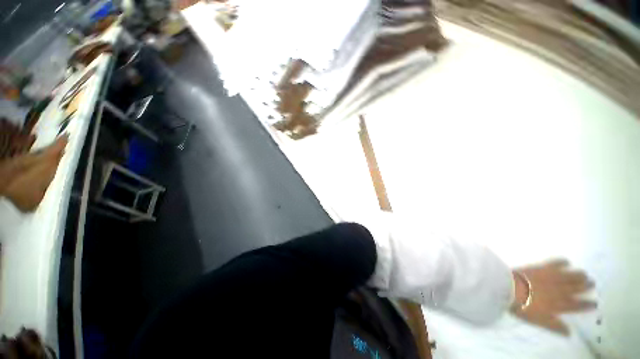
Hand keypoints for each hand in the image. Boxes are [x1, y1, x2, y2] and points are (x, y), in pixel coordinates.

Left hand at [511, 259, 595, 335]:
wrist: (509, 288)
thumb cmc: (523, 307)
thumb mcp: (540, 321)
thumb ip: (555, 326)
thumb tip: (570, 333)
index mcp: (559, 304)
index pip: (576, 305)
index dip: (586, 304)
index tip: (595, 303)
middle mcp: (559, 290)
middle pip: (575, 288)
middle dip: (585, 286)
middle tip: (592, 283)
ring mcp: (551, 278)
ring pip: (569, 276)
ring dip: (578, 275)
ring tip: (585, 274)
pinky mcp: (541, 268)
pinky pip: (554, 263)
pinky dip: (562, 262)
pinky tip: (567, 261)